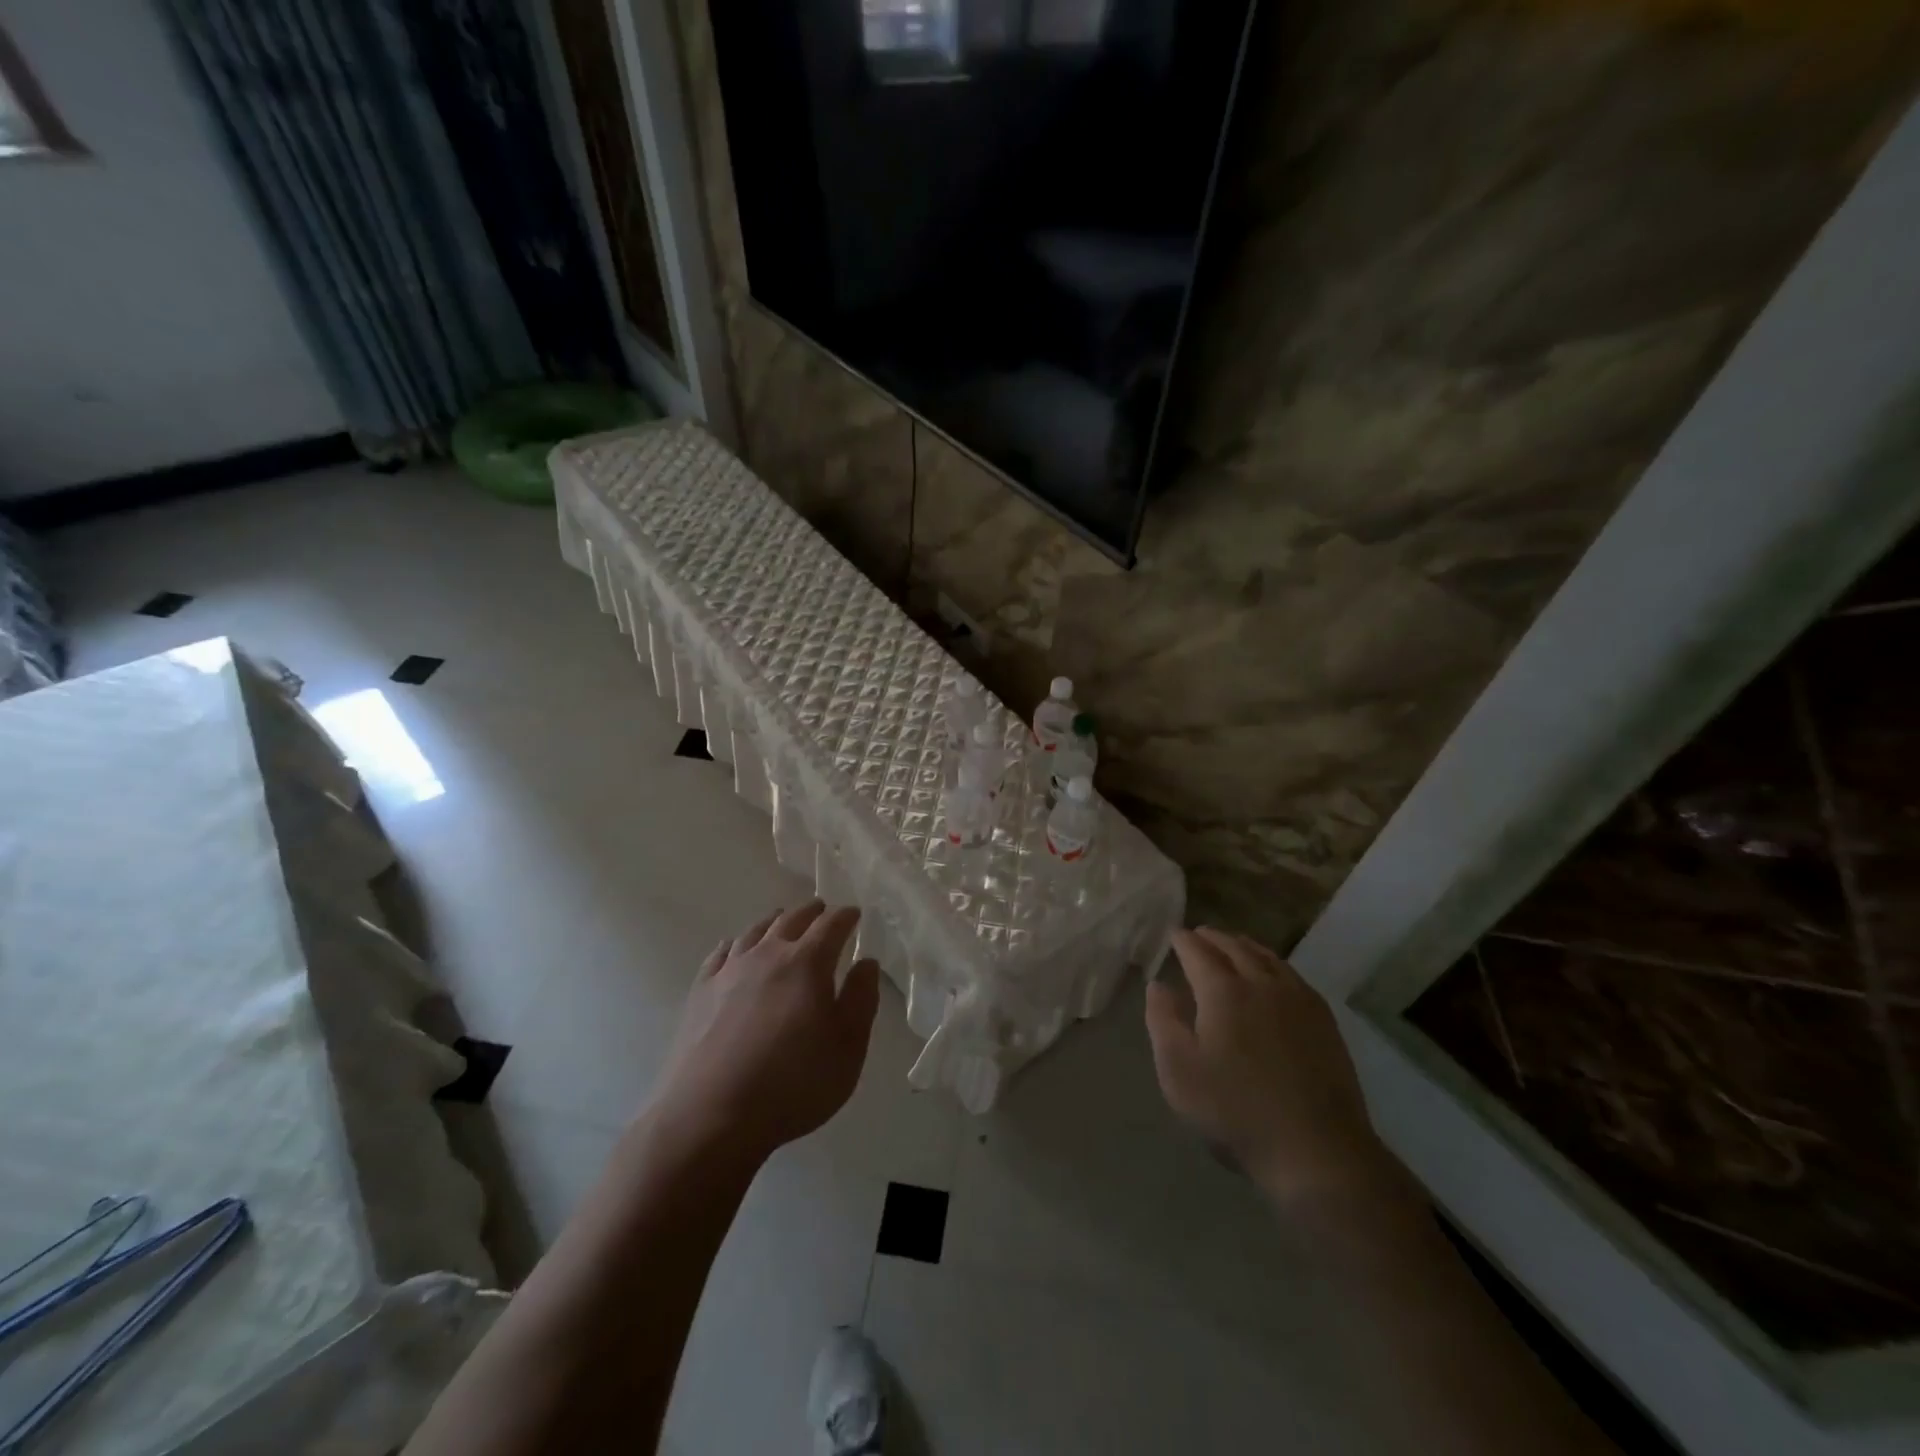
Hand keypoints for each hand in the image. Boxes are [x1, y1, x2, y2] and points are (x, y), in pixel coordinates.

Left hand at [650, 901, 880, 1163]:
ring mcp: (729, 971)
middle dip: (811, 912)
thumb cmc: (793, 1085)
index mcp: (807, 963)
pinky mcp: (700, 992)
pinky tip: (734, 949)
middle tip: (822, 910)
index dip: (846, 917)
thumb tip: (866, 962)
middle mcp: (767, 955)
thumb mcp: (848, 1049)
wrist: (710, 1116)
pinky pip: (720, 954)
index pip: (831, 926)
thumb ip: (861, 1000)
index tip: (855, 914)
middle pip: (791, 920)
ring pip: (754, 931)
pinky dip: (735, 944)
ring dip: (774, 922)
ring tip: (782, 921)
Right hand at [1146, 927, 1403, 1213]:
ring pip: (1267, 957)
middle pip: (1235, 947)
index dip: (1183, 941)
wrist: (1316, 1149)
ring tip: (1232, 945)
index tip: (1174, 935)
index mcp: (1223, 991)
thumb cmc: (1236, 1111)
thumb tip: (1158, 984)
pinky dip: (1273, 963)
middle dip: (1213, 938)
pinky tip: (1272, 974)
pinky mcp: (1323, 1020)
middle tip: (1198, 934)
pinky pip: (1292, 975)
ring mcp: (1298, 999)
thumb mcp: (1179, 1071)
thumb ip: (1163, 1021)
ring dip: (1244, 946)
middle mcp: (1261, 983)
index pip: (1198, 952)